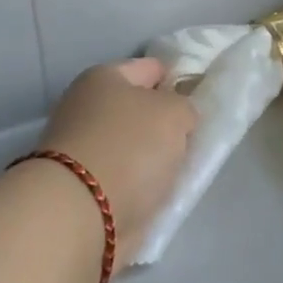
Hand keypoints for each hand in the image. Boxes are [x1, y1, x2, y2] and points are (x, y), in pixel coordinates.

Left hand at [37, 58, 198, 260]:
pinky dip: (140, 186)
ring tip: (181, 171)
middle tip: (194, 138)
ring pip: (132, 146)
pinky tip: (160, 194)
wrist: (80, 214)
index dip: (178, 79)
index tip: (202, 99)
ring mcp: (81, 149)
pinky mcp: (82, 187)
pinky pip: (125, 178)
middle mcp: (86, 107)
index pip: (151, 68)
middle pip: (139, 109)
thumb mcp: (174, 114)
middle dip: (164, 124)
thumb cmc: (129, 147)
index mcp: (104, 78)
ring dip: (153, 158)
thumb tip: (176, 118)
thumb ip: (184, 107)